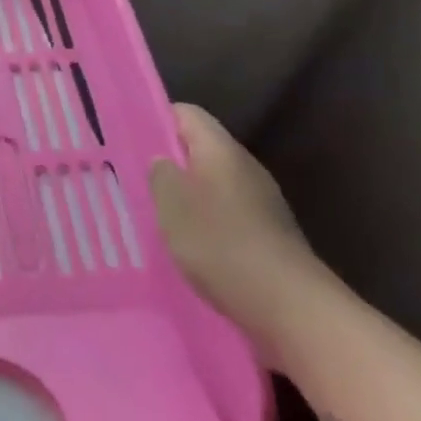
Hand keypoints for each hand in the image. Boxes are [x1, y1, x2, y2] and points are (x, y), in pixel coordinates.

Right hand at [150, 103, 326, 344]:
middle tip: (135, 178)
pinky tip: (189, 244)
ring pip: (213, 183)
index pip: (186, 114)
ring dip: (187, 194)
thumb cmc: (221, 244)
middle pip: (201, 148)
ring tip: (156, 213)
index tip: (130, 138)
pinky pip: (228, 213)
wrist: (290, 307)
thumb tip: (163, 160)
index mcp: (221, 150)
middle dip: (169, 161)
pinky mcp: (268, 233)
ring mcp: (262, 201)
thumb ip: (160, 174)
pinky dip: (206, 221)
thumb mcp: (172, 205)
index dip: (156, 119)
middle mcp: (245, 167)